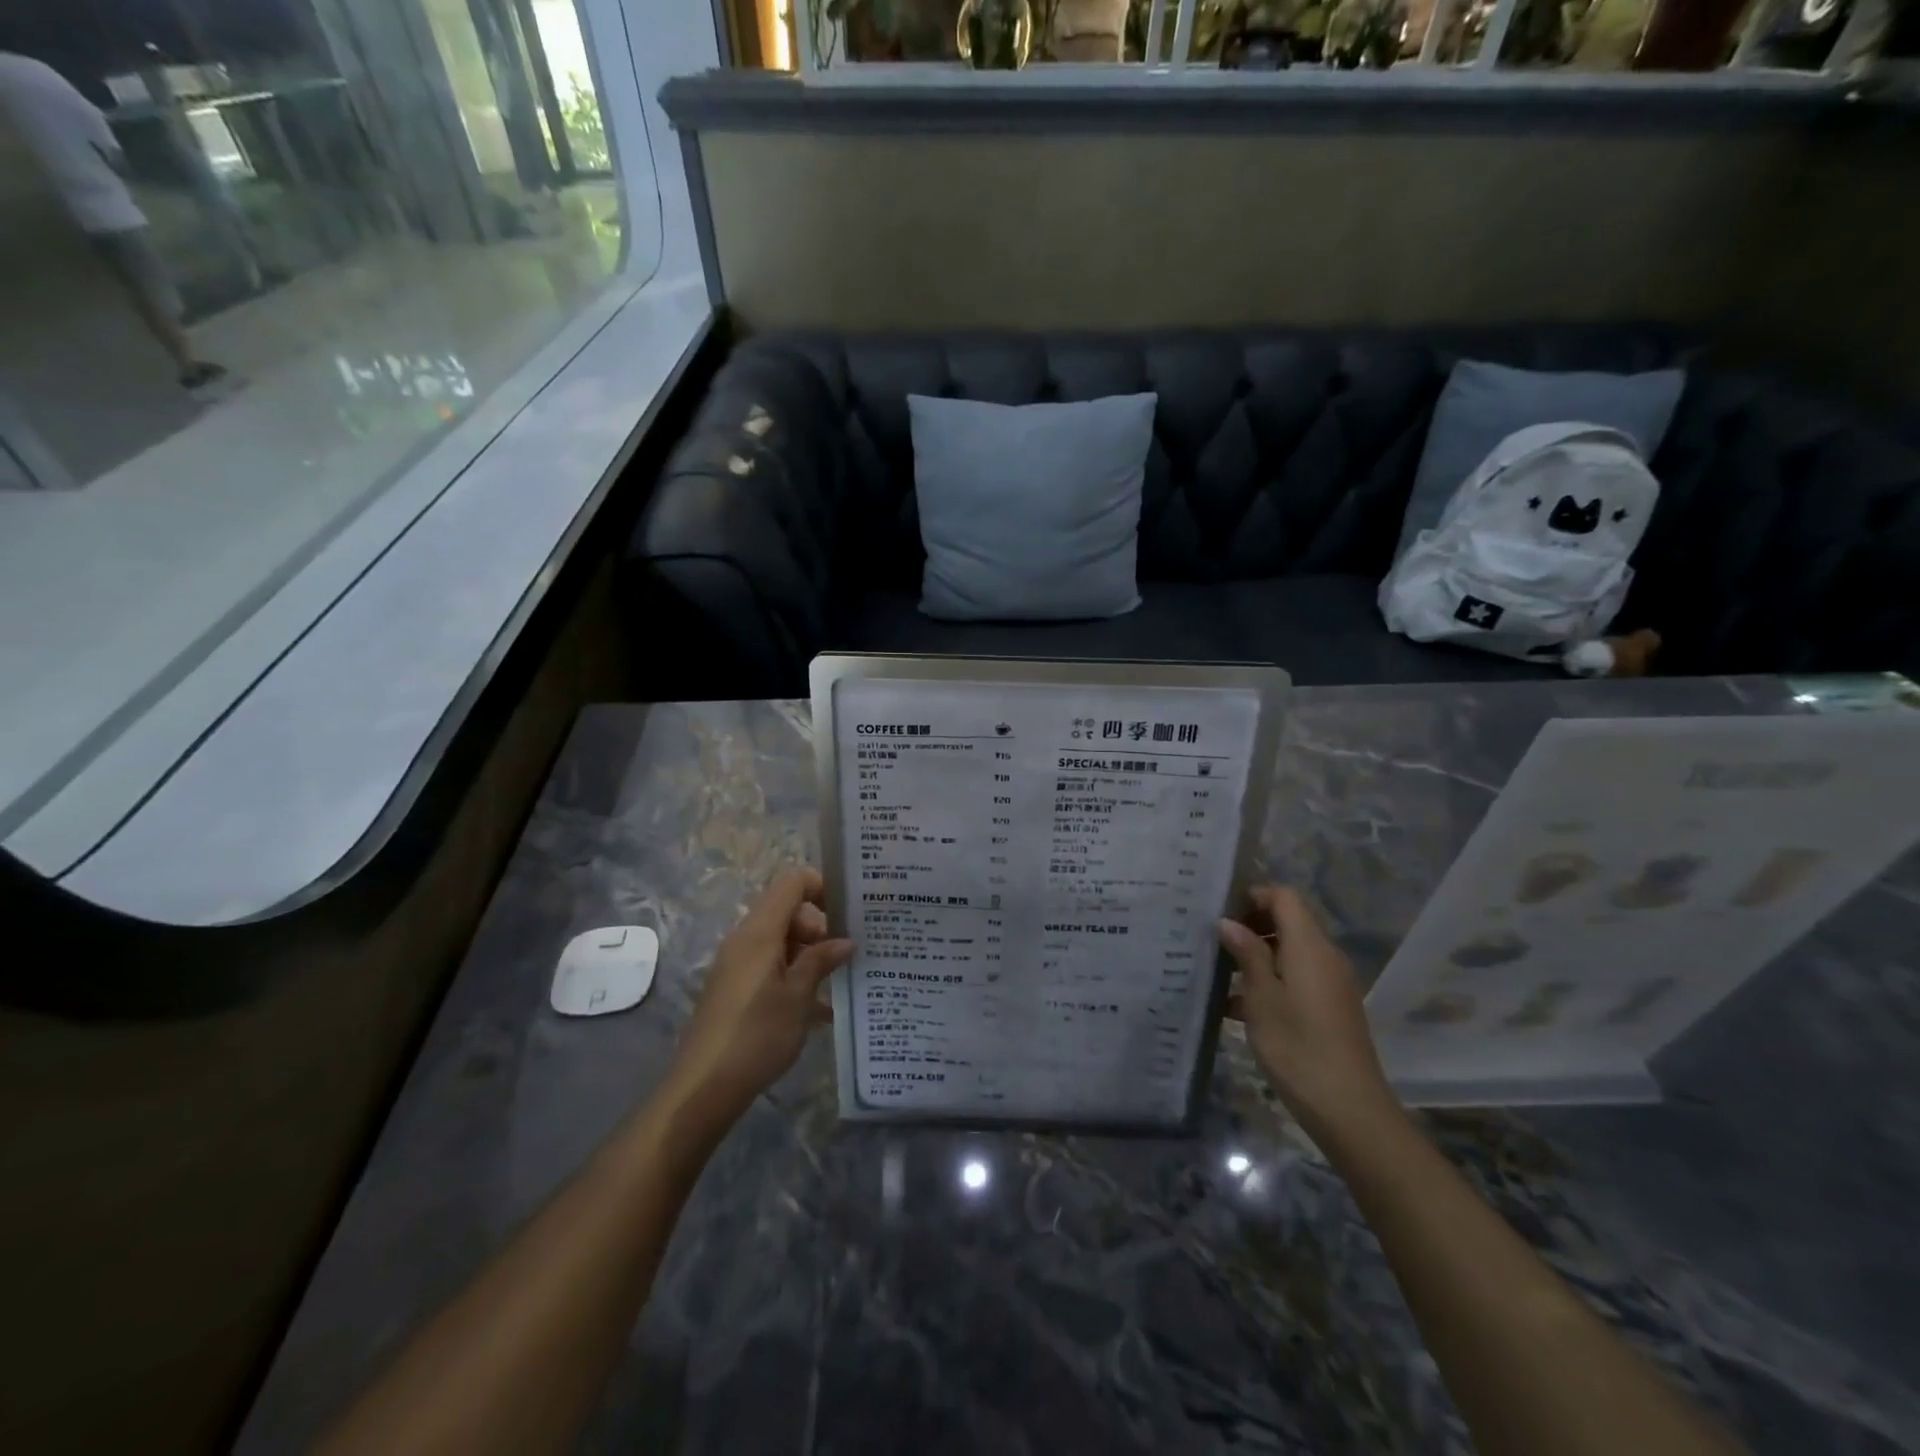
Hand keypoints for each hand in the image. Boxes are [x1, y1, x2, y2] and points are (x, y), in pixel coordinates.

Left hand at [665, 868, 852, 1127]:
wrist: (703, 1088)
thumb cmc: (756, 1035)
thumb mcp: (798, 997)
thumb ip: (821, 961)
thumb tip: (845, 941)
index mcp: (760, 932)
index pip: (792, 883)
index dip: (822, 887)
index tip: (849, 912)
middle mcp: (745, 940)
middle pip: (788, 912)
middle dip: (821, 928)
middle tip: (846, 957)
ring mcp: (738, 965)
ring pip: (781, 943)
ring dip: (810, 956)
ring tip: (841, 983)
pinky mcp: (735, 990)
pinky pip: (771, 968)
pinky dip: (795, 978)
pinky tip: (820, 1010)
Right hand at [1218, 885, 1399, 1140]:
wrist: (1349, 1110)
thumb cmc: (1297, 1046)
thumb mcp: (1261, 998)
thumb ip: (1247, 954)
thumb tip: (1228, 922)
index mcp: (1310, 946)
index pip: (1284, 897)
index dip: (1252, 896)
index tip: (1219, 913)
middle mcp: (1325, 957)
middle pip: (1287, 922)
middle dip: (1249, 927)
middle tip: (1211, 941)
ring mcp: (1330, 984)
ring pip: (1288, 953)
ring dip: (1255, 958)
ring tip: (1216, 974)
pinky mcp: (1329, 1009)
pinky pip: (1295, 979)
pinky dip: (1268, 983)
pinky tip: (1234, 1007)